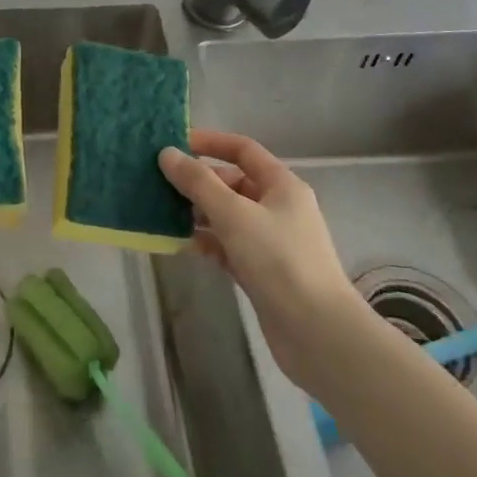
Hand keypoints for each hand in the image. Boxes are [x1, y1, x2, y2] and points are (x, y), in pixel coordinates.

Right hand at [159, 130, 364, 387]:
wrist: (317, 333)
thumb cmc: (278, 260)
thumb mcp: (234, 214)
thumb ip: (198, 183)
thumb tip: (167, 154)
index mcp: (281, 185)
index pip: (243, 150)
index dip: (210, 143)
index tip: (174, 144)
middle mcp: (278, 207)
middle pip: (232, 183)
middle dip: (198, 182)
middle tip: (159, 183)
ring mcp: (270, 241)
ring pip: (227, 216)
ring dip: (197, 213)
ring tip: (161, 212)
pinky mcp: (261, 271)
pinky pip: (227, 245)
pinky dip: (206, 241)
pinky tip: (180, 243)